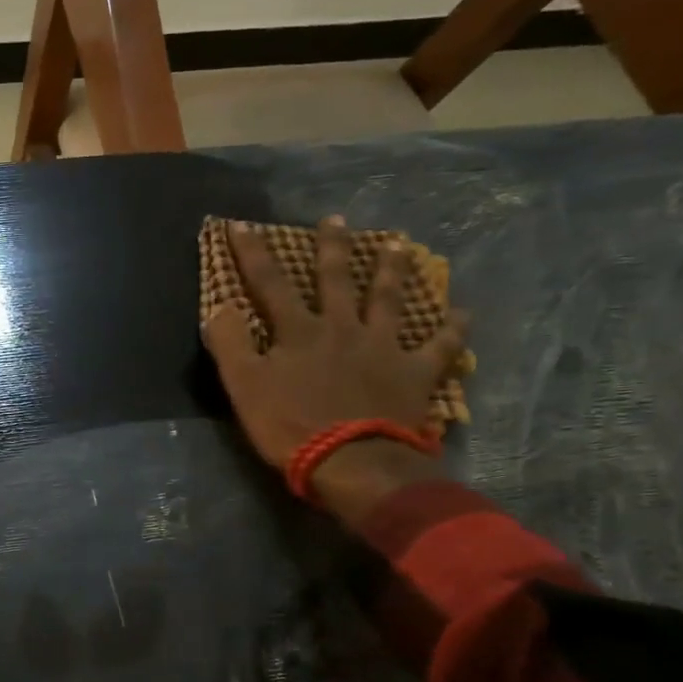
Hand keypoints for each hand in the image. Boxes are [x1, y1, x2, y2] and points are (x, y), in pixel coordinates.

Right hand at [202, 218, 468, 525]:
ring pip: (390, 301)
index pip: (269, 284)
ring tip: (398, 245)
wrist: (352, 463)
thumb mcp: (244, 387)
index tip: (241, 224)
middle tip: (336, 219)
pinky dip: (452, 330)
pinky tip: (463, 312)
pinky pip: (440, 347)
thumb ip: (230, 344)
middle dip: (332, 248)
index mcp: (299, 332)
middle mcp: (343, 329)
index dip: (252, 253)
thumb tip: (219, 307)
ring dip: (392, 271)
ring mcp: (383, 348)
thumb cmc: (291, 426)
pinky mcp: (415, 374)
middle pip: (336, 281)